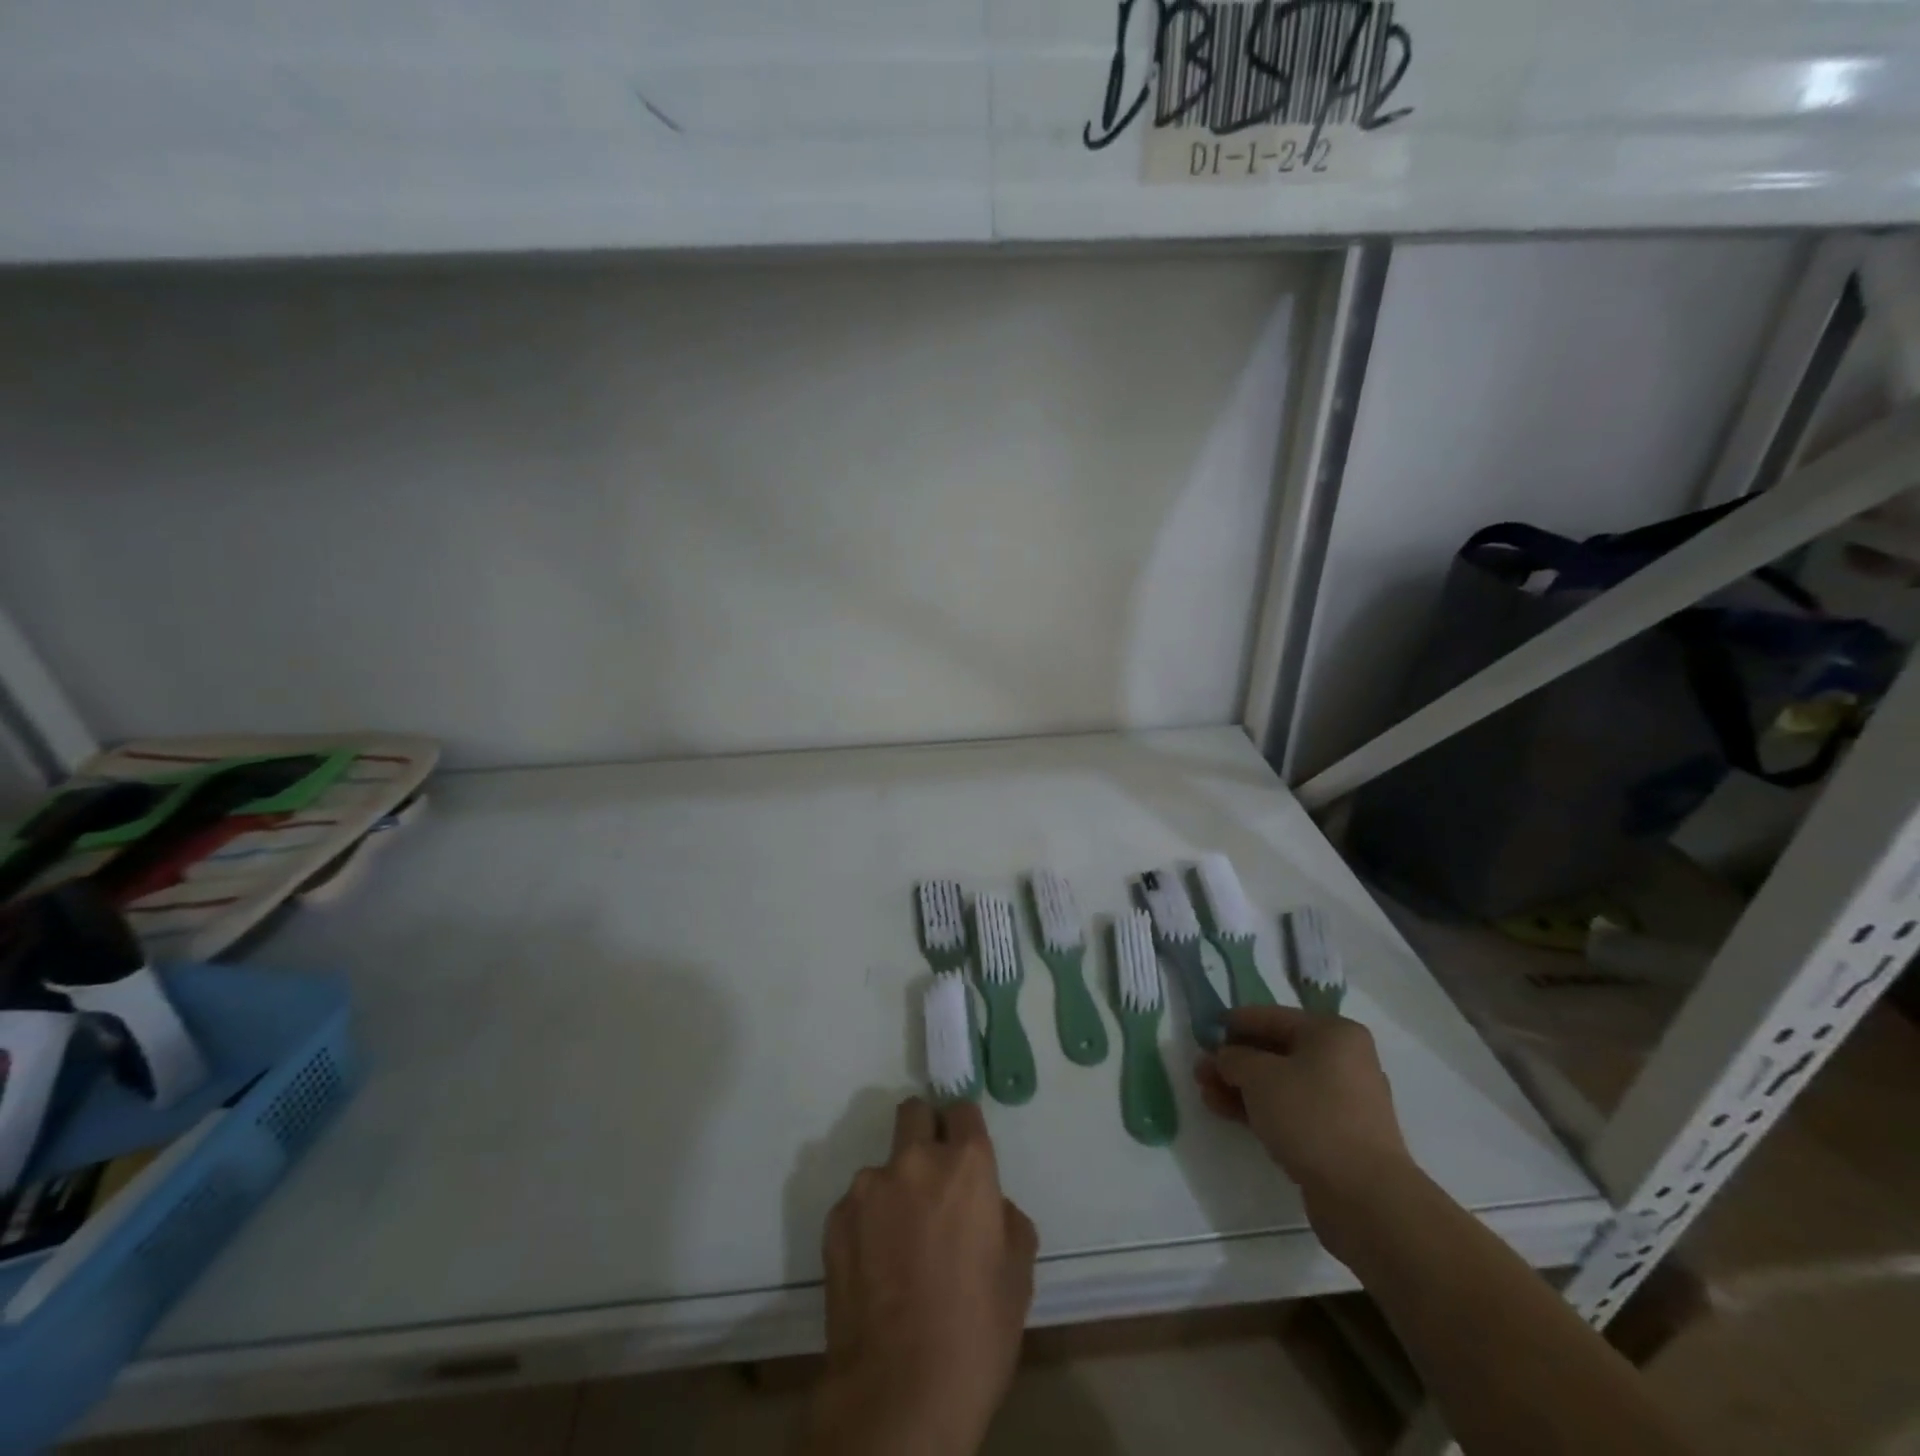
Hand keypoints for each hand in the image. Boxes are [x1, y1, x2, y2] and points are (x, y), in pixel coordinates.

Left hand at [802, 1098, 1037, 1455]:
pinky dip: (868, 1222)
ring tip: (899, 1244)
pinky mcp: (836, 1218)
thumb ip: (1004, 1219)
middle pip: (914, 1114)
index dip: (964, 1128)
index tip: (964, 1152)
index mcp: (966, 1165)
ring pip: (884, 1166)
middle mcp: (915, 1160)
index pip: (962, 1109)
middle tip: (931, 1181)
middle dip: (924, 1133)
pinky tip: (876, 1268)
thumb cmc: (975, 1333)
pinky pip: (858, 1204)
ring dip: (894, 1188)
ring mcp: (869, 1187)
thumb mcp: (1018, 1274)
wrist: (899, 1393)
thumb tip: (988, 1207)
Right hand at [1195, 1007, 1414, 1247]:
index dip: (1233, 1023)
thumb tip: (1223, 1057)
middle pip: (1275, 1051)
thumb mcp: (1259, 1076)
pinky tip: (1227, 1113)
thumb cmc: (1311, 1116)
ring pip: (1280, 1083)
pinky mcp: (1338, 1135)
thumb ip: (1233, 1058)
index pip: (1271, 1016)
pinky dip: (1260, 1108)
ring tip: (1206, 1094)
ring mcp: (1342, 1100)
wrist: (1364, 1196)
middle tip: (1200, 1070)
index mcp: (1332, 1033)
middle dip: (1234, 1061)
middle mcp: (1343, 1060)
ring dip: (1241, 1087)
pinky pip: (1291, 1110)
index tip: (1203, 1032)